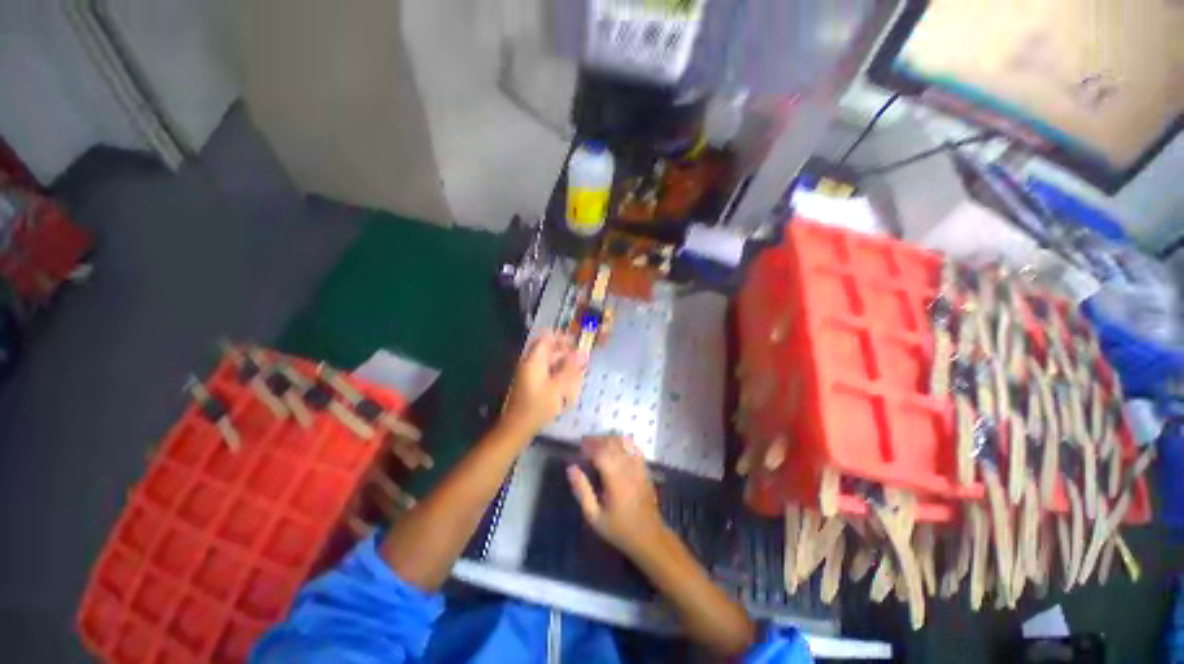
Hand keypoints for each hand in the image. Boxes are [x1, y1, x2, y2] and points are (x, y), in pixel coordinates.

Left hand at [502, 331, 586, 433]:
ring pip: (549, 362)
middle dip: (566, 353)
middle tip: (581, 361)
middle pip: (548, 350)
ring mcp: (529, 375)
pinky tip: (567, 385)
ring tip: (577, 374)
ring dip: (563, 365)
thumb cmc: (538, 407)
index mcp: (533, 360)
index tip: (577, 344)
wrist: (517, 429)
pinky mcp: (531, 385)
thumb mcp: (558, 387)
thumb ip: (571, 368)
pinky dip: (558, 375)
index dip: (562, 338)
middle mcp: (530, 364)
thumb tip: (583, 352)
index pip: (547, 339)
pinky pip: (546, 373)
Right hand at [567, 436, 666, 556]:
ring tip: (598, 447)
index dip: (588, 447)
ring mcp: (639, 467)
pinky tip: (615, 449)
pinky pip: (634, 448)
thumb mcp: (594, 516)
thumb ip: (582, 491)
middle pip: (612, 443)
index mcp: (615, 479)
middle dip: (597, 441)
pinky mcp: (645, 468)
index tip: (579, 450)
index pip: (601, 452)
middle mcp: (628, 468)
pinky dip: (623, 443)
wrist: (649, 537)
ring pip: (623, 442)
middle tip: (585, 447)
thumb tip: (571, 468)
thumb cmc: (619, 529)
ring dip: (609, 440)